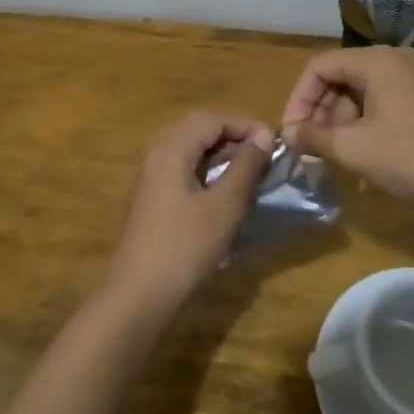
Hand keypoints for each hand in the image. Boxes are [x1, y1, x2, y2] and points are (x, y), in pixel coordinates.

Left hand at [105, 112, 273, 312]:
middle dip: (231, 135)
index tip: (273, 141)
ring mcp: (150, 177)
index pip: (211, 119)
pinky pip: (181, 169)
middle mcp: (156, 154)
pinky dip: (206, 170)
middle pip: (197, 129)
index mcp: (170, 149)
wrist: (140, 294)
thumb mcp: (225, 205)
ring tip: (249, 169)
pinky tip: (224, 190)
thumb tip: (262, 136)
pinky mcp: (151, 199)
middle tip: (262, 152)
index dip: (244, 124)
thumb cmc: (186, 245)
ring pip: (188, 150)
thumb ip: (245, 166)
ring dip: (219, 153)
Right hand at [281, 45, 413, 208]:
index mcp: (375, 60)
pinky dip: (363, 122)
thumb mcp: (353, 149)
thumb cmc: (411, 158)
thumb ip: (313, 137)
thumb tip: (287, 133)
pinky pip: (381, 101)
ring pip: (360, 90)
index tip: (293, 132)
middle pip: (340, 76)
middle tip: (312, 146)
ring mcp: (413, 77)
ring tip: (335, 154)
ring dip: (340, 119)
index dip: (299, 98)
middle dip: (320, 110)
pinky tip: (362, 152)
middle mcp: (394, 59)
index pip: (320, 66)